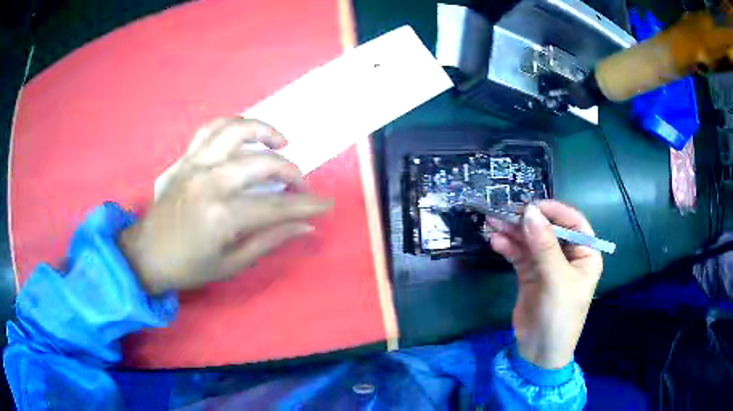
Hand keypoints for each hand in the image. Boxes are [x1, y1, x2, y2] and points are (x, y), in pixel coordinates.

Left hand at [119, 117, 332, 294]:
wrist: (146, 254)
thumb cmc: (188, 267)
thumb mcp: (232, 264)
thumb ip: (270, 240)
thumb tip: (306, 226)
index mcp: (221, 216)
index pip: (276, 206)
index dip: (306, 205)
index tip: (326, 204)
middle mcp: (209, 182)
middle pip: (262, 163)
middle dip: (292, 172)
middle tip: (301, 186)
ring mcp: (194, 165)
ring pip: (236, 130)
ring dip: (264, 131)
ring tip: (280, 142)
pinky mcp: (184, 158)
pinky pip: (210, 130)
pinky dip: (232, 126)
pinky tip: (244, 136)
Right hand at [488, 201, 602, 368]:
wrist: (539, 352)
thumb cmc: (560, 316)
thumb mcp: (556, 280)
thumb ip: (544, 245)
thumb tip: (528, 211)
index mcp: (585, 254)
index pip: (573, 223)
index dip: (554, 211)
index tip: (531, 206)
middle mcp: (568, 256)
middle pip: (548, 230)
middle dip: (528, 221)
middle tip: (504, 211)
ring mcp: (547, 265)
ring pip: (531, 241)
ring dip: (513, 231)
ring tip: (493, 222)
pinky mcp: (530, 275)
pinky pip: (520, 255)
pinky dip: (508, 247)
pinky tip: (495, 241)